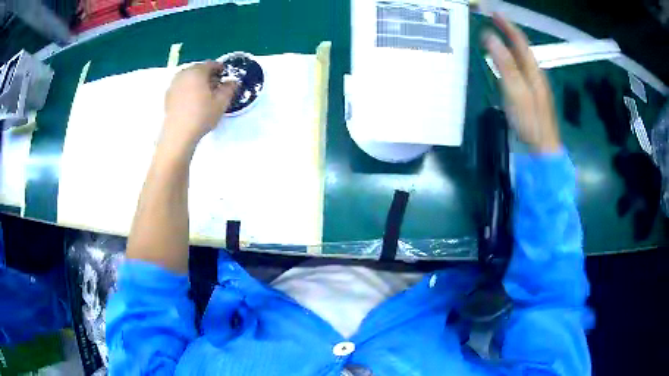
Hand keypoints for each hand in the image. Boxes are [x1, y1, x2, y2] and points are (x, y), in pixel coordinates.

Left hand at [163, 61, 237, 145]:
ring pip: (188, 78)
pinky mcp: (168, 96)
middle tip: (215, 85)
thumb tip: (232, 81)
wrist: (178, 134)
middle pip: (198, 70)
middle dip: (207, 75)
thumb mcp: (221, 102)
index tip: (225, 74)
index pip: (211, 64)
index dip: (220, 68)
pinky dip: (188, 89)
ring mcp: (174, 84)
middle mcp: (184, 74)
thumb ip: (229, 88)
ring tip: (204, 94)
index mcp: (197, 71)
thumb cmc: (201, 116)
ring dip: (197, 82)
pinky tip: (192, 101)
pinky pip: (181, 87)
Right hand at [483, 14, 560, 152]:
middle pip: (521, 48)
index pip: (520, 41)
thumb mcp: (516, 91)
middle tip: (493, 22)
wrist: (542, 148)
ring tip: (495, 37)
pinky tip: (503, 63)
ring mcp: (534, 85)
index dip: (508, 26)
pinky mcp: (530, 95)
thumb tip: (489, 37)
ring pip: (520, 59)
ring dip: (508, 45)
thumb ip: (504, 64)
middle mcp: (535, 74)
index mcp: (533, 70)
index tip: (494, 13)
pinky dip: (509, 60)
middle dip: (508, 32)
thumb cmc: (530, 121)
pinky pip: (518, 70)